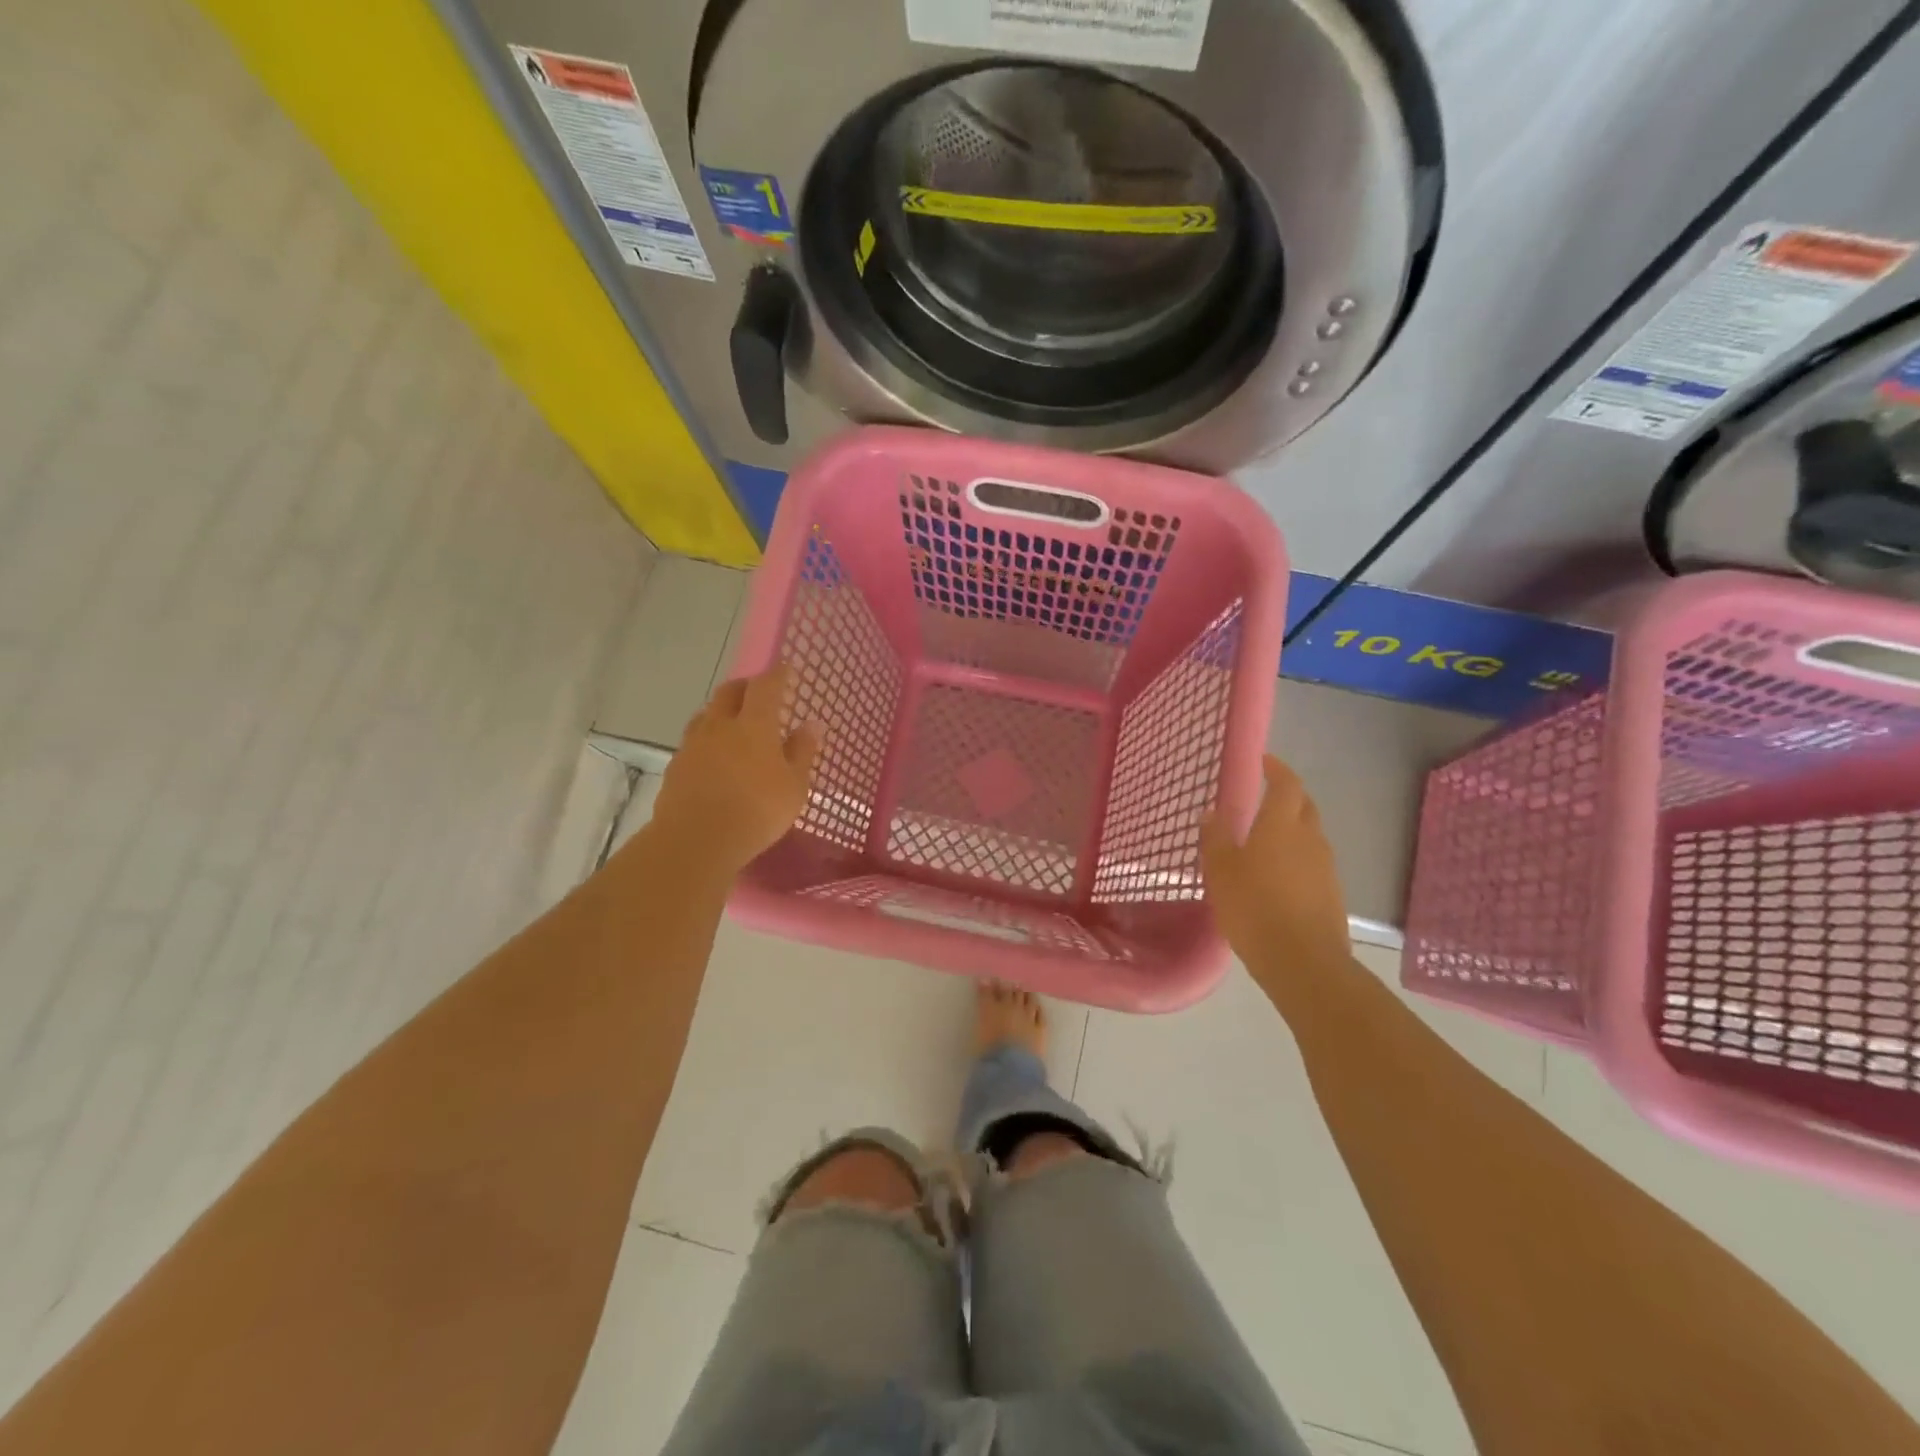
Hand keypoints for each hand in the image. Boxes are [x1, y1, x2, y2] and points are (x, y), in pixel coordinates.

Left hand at [650, 663, 822, 876]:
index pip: (765, 686)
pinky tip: (714, 754)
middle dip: (746, 686)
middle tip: (758, 692)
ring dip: (722, 710)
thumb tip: (812, 724)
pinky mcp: (676, 765)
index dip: (777, 675)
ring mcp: (694, 744)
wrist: (696, 840)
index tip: (785, 670)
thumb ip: (802, 752)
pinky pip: (694, 740)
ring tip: (734, 722)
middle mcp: (721, 725)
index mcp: (754, 724)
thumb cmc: (757, 811)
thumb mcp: (794, 786)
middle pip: (730, 691)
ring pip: (707, 713)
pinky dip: (708, 737)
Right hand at [1201, 755, 1351, 979]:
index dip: (1276, 769)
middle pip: (1304, 806)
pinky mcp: (1331, 893)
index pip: (1286, 784)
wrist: (1303, 962)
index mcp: (1281, 825)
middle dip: (1287, 796)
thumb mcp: (1221, 871)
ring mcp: (1325, 867)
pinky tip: (1277, 877)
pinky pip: (1312, 863)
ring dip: (1291, 829)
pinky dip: (1296, 858)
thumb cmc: (1254, 907)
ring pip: (1309, 835)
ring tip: (1265, 840)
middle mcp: (1309, 838)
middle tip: (1264, 796)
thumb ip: (1216, 838)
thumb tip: (1212, 812)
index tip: (1263, 761)